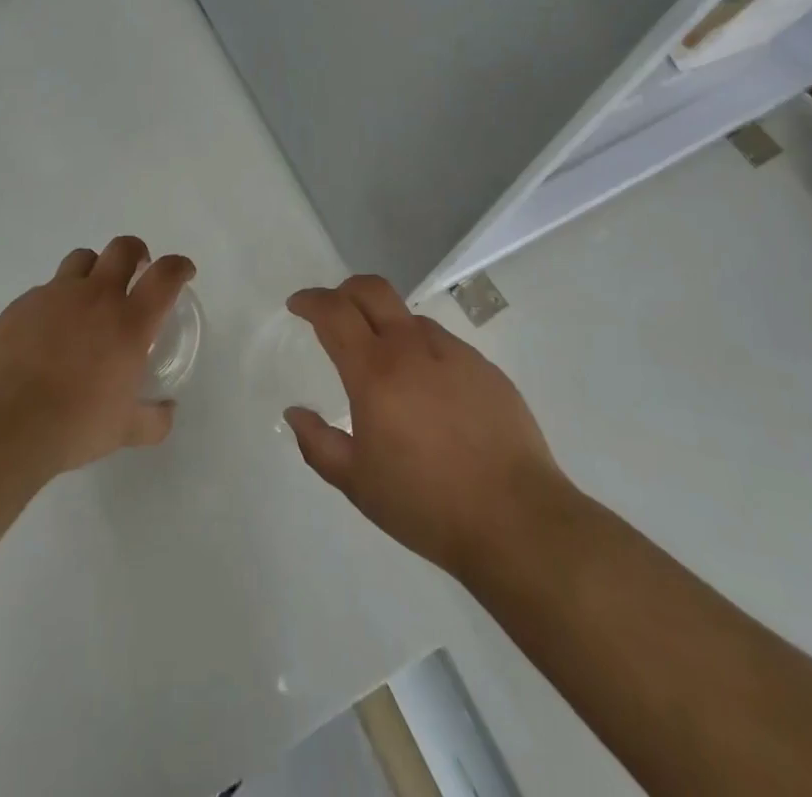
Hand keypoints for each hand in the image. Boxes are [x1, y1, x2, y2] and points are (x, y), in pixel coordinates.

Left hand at [0, 237, 192, 476]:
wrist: (3, 426)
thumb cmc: (74, 425)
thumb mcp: (125, 431)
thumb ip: (154, 418)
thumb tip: (167, 410)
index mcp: (129, 322)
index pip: (165, 275)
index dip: (179, 266)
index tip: (183, 272)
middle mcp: (95, 297)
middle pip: (123, 248)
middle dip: (137, 252)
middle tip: (138, 270)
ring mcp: (54, 295)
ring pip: (82, 259)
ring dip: (95, 270)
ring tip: (91, 297)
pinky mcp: (21, 305)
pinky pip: (46, 289)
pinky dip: (57, 301)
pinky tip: (49, 333)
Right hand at [283, 275, 570, 579]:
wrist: (516, 520)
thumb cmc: (426, 504)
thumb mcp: (358, 484)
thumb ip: (318, 444)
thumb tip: (294, 412)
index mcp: (375, 372)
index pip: (334, 313)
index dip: (310, 301)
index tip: (297, 305)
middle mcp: (412, 348)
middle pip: (372, 290)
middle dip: (345, 290)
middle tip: (333, 311)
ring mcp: (454, 353)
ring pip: (409, 318)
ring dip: (386, 325)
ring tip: (385, 366)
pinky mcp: (485, 368)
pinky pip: (442, 344)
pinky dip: (422, 352)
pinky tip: (429, 393)